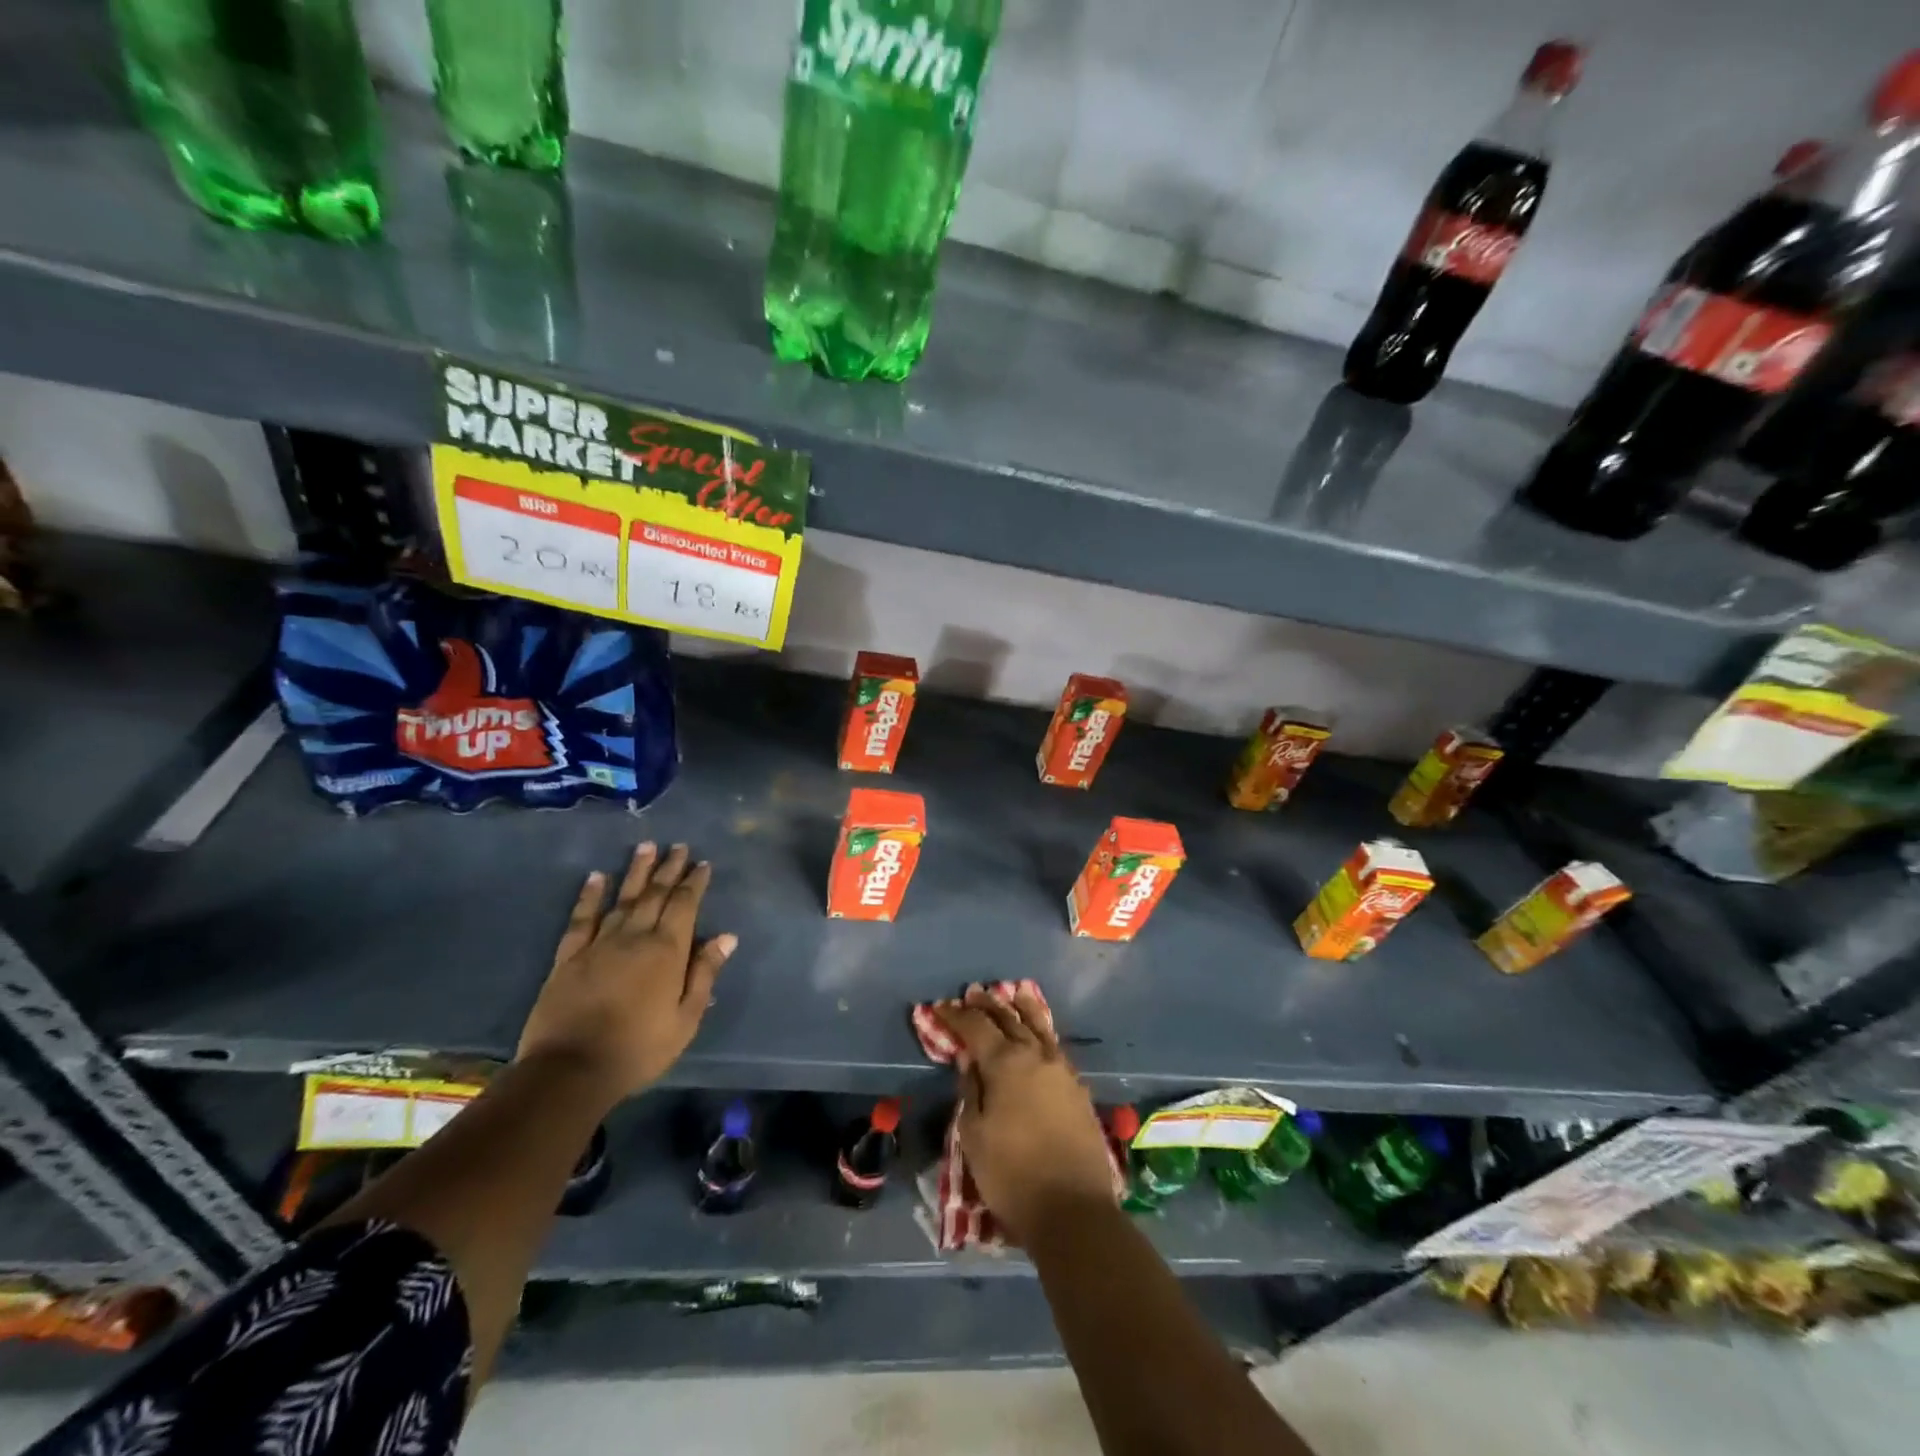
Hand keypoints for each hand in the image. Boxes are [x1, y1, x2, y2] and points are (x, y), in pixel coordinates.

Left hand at [516, 843, 736, 1104]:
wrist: (569, 1071)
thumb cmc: (638, 1049)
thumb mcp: (685, 1019)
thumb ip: (705, 974)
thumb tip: (726, 937)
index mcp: (667, 951)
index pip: (684, 905)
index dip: (694, 882)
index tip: (703, 863)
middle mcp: (634, 937)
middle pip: (655, 894)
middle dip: (669, 868)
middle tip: (678, 845)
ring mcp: (599, 944)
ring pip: (623, 898)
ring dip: (636, 871)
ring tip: (646, 846)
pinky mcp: (568, 957)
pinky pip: (581, 919)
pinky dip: (590, 896)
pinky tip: (597, 877)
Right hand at [936, 986, 1116, 1243]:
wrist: (1073, 1210)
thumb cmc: (1012, 1175)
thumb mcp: (974, 1135)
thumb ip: (971, 1090)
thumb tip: (970, 1060)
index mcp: (1006, 1063)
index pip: (976, 1027)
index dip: (956, 1015)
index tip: (940, 1007)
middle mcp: (1036, 1056)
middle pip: (1009, 1019)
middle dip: (989, 1005)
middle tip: (974, 992)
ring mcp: (1061, 1070)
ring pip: (1039, 1027)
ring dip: (1022, 1009)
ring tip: (1014, 993)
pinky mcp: (1077, 1088)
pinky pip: (1055, 1046)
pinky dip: (1043, 1031)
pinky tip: (1039, 1032)